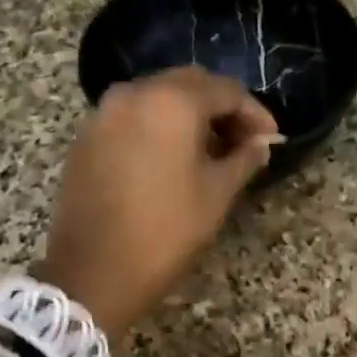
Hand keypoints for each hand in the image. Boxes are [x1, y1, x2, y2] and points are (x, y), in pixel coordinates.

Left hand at [40, 67, 278, 338]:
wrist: (94, 271)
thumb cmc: (166, 231)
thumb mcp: (217, 194)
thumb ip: (244, 159)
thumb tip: (260, 143)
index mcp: (172, 102)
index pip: (226, 91)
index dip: (255, 113)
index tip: (270, 139)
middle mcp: (134, 93)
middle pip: (189, 85)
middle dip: (221, 108)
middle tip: (243, 141)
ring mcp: (104, 113)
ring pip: (157, 98)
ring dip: (188, 116)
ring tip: (210, 151)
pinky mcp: (86, 137)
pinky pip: (132, 117)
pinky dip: (157, 127)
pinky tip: (171, 158)